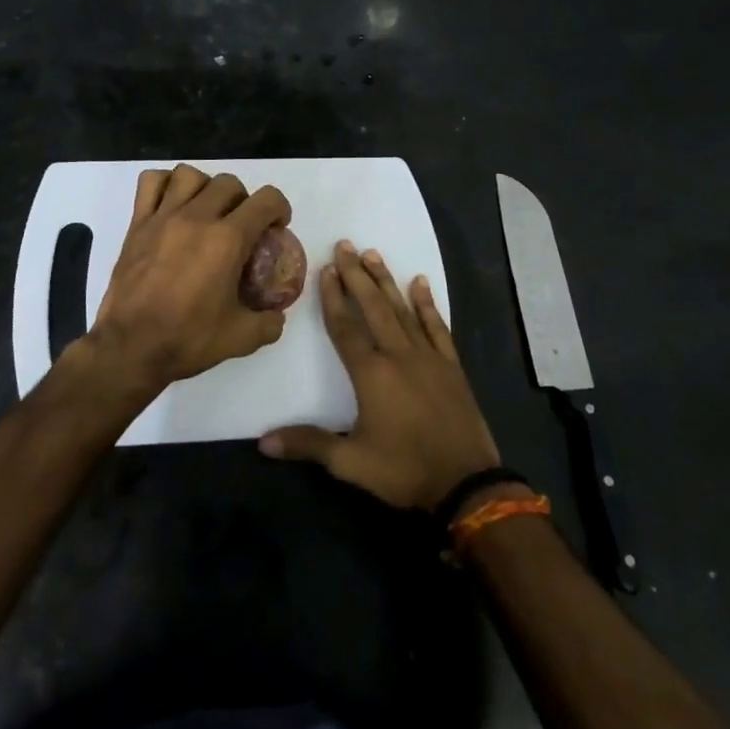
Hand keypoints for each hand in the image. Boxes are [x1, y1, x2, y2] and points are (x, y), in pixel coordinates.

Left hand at [87, 164, 292, 391]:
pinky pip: (150, 183)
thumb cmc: (187, 340)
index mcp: (227, 241)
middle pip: (229, 184)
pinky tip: (172, 204)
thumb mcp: (241, 338)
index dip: (279, 209)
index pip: (266, 200)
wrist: (130, 347)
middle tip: (241, 226)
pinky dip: (165, 184)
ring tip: (206, 211)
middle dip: (244, 200)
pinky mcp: (137, 224)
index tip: (276, 227)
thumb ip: (269, 323)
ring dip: (205, 187)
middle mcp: (197, 218)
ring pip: (190, 175)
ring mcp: (163, 217)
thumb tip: (276, 315)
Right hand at [260, 242, 499, 511]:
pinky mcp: (451, 366)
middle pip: (375, 308)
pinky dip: (427, 305)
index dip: (334, 298)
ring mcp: (429, 358)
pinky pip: (437, 327)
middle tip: (346, 245)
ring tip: (373, 255)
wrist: (466, 483)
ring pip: (404, 310)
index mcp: (372, 374)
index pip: (346, 328)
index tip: (326, 269)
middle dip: (358, 276)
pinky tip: (420, 283)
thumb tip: (263, 442)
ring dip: (387, 281)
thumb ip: (308, 445)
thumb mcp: (351, 463)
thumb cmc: (404, 471)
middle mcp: (399, 356)